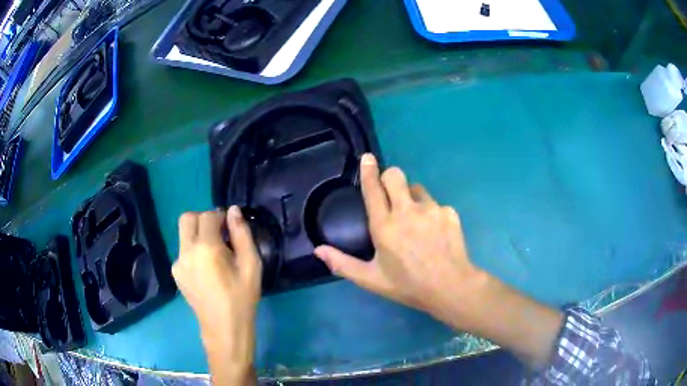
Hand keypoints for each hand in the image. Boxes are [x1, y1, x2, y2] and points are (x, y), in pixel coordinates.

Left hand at [173, 207, 260, 384]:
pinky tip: (207, 270)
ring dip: (198, 235)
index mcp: (206, 248)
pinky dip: (194, 250)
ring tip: (215, 256)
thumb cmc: (242, 298)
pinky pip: (183, 251)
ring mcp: (178, 263)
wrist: (224, 329)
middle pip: (187, 218)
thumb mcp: (251, 265)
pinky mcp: (176, 273)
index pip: (208, 215)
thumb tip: (234, 210)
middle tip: (220, 235)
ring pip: (184, 235)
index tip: (231, 228)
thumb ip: (242, 234)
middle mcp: (186, 251)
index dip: (221, 216)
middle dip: (203, 219)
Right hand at [314, 154, 488, 327]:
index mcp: (384, 227)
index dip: (368, 171)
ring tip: (415, 221)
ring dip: (411, 197)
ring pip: (416, 188)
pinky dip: (431, 213)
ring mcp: (431, 209)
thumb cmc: (408, 285)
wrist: (450, 287)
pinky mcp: (449, 212)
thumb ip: (342, 264)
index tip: (367, 158)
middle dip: (389, 178)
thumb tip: (318, 250)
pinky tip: (435, 233)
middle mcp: (407, 211)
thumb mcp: (372, 279)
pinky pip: (435, 204)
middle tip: (390, 194)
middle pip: (395, 175)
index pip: (373, 190)